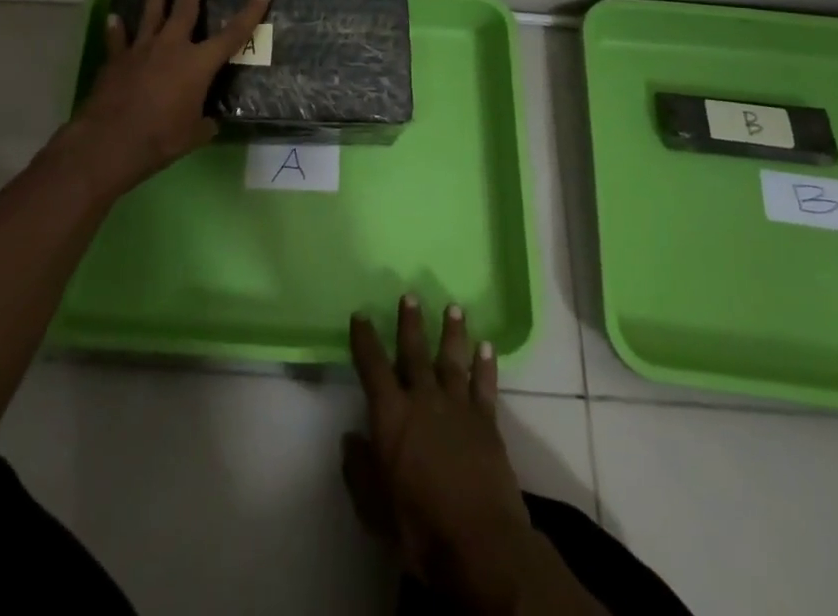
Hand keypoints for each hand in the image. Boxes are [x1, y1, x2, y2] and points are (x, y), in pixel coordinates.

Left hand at [52, 0, 268, 198]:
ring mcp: (141, 50)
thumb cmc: (161, 138)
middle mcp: (172, 48)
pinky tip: (114, 16)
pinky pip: (118, 39)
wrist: (111, 140)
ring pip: (151, 14)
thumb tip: (209, 122)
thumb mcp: (194, 134)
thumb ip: (204, 122)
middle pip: (185, 8)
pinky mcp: (116, 60)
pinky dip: (116, 28)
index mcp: (198, 64)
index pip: (232, 35)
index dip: (250, 13)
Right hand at [345, 296, 537, 607]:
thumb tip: (350, 439)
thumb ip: (359, 469)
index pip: (372, 366)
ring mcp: (458, 407)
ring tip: (454, 307)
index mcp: (391, 415)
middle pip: (414, 352)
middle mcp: (423, 400)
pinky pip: (484, 386)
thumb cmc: (419, 527)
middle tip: (410, 295)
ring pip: (452, 359)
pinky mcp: (486, 422)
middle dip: (410, 323)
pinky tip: (487, 346)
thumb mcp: (374, 507)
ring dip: (452, 332)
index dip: (364, 339)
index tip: (360, 315)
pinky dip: (485, 365)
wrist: (479, 543)